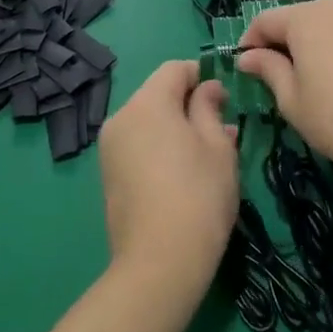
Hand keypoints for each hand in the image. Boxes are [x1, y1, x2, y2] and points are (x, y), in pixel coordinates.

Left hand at [98, 61, 238, 295]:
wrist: (159, 262)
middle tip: (220, 130)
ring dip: (174, 128)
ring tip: (205, 156)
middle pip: (157, 94)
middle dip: (188, 104)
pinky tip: (182, 174)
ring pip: (147, 122)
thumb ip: (209, 107)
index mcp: (147, 103)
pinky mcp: (108, 175)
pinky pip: (137, 145)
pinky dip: (158, 148)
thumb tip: (207, 87)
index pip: (174, 69)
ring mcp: (109, 147)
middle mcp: (121, 117)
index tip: (224, 97)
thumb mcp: (217, 146)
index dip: (201, 75)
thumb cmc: (198, 195)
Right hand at [237, 0, 332, 189]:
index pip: (265, 21)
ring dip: (317, 34)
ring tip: (317, 67)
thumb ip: (268, 69)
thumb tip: (247, 56)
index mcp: (305, 18)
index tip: (245, 65)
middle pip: (299, 15)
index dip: (251, 41)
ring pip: (331, 16)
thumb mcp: (291, 99)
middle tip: (281, 71)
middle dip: (285, 37)